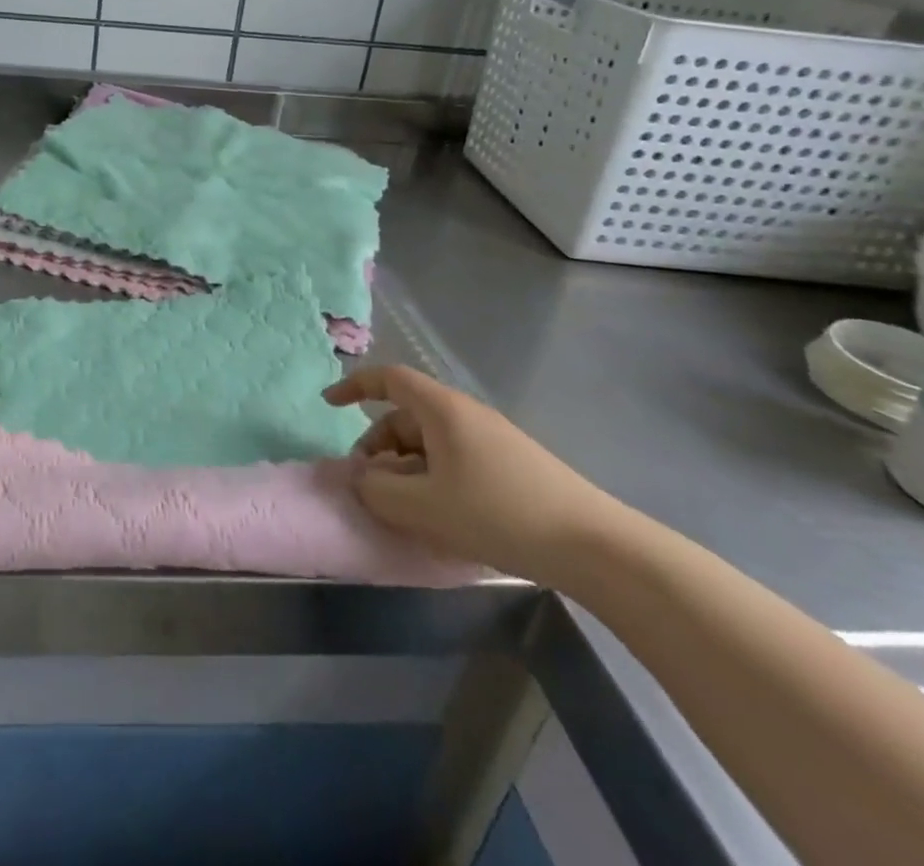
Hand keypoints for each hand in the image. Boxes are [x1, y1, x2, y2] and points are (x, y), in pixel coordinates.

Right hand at [324, 366, 631, 588]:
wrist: (594, 546)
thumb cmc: (498, 513)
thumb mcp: (425, 507)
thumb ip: (379, 491)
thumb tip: (361, 479)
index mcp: (442, 409)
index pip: (389, 378)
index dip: (355, 386)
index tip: (329, 404)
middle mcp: (466, 414)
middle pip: (406, 414)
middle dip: (378, 444)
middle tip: (369, 484)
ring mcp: (492, 439)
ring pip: (430, 441)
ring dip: (405, 466)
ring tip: (403, 507)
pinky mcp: (512, 466)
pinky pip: (454, 459)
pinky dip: (432, 477)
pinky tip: (439, 515)